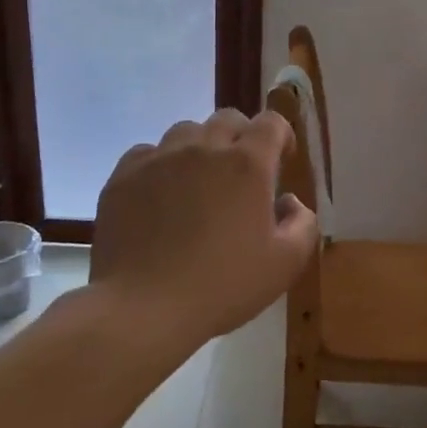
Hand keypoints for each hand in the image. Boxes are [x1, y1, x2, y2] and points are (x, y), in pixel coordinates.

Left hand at [91, 109, 318, 343]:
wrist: (144, 308)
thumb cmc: (223, 286)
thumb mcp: (286, 264)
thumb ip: (303, 224)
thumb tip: (289, 201)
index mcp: (248, 164)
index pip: (271, 122)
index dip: (281, 135)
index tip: (281, 160)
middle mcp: (204, 148)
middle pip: (228, 118)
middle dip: (242, 137)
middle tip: (241, 174)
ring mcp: (159, 159)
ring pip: (186, 131)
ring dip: (200, 148)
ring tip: (198, 183)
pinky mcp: (123, 176)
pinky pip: (147, 153)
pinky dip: (161, 165)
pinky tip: (161, 196)